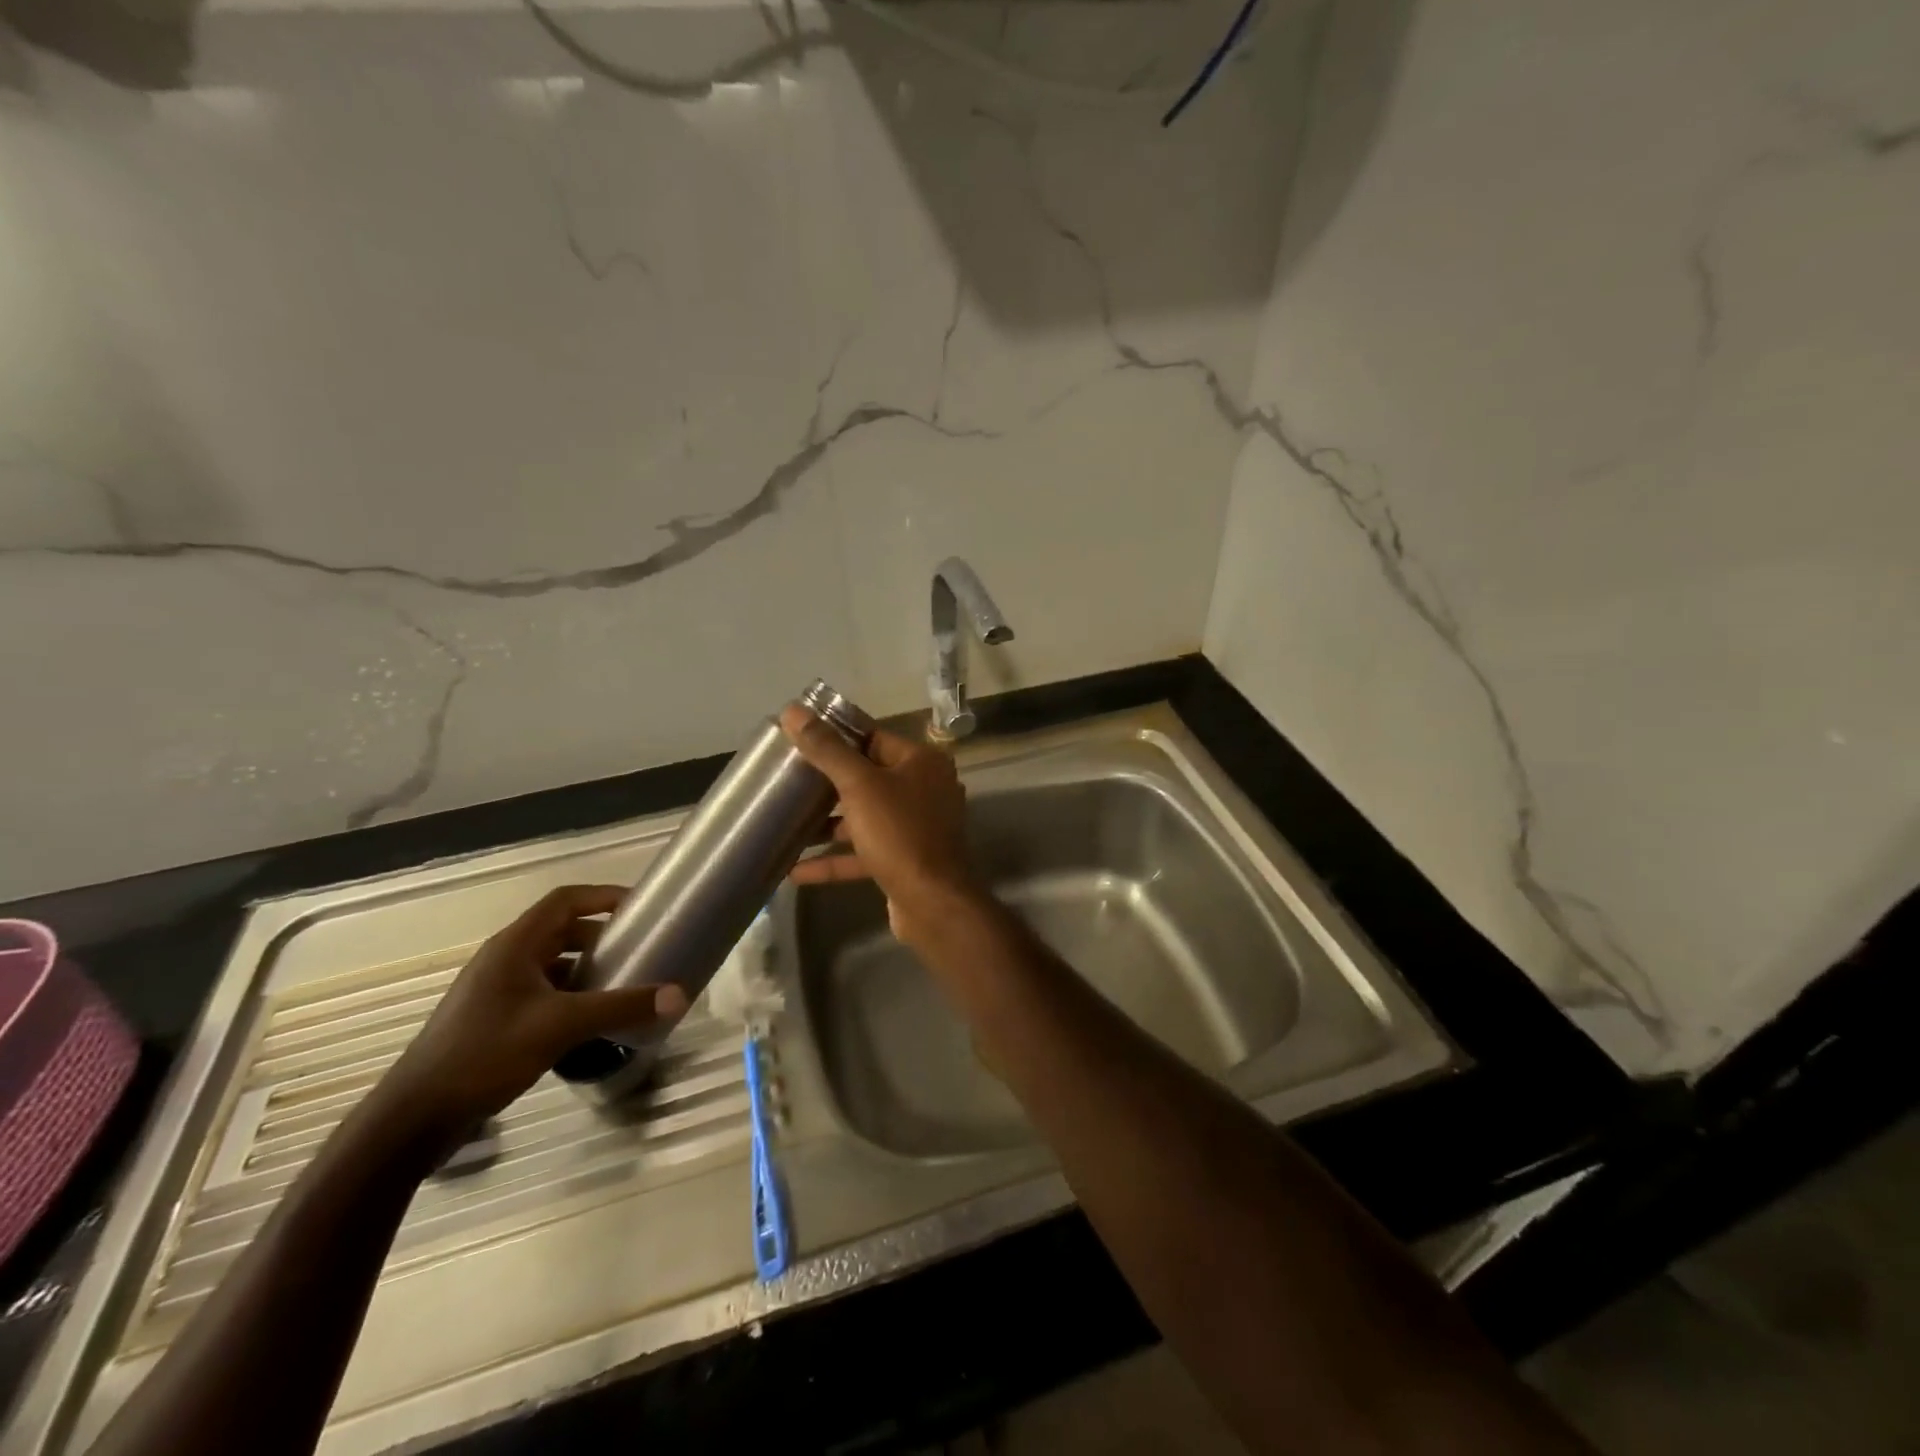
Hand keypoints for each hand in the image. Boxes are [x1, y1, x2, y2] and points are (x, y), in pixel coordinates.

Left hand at [372, 885, 687, 1143]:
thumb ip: (620, 1008)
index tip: (641, 908)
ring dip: (587, 969)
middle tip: (639, 951)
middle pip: (561, 931)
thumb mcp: (561, 1026)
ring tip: (622, 985)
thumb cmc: (485, 1054)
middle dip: (602, 937)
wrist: (414, 1118)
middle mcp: (504, 959)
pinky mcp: (493, 1020)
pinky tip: (590, 1022)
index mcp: (515, 945)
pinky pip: (542, 993)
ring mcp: (495, 991)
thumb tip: (679, 996)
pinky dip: (570, 997)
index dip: (604, 896)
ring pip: (552, 965)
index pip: (566, 900)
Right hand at [780, 705, 983, 945]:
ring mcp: (915, 827)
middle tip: (786, 779)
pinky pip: (864, 853)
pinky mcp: (904, 860)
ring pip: (864, 817)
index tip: (798, 738)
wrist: (933, 903)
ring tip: (785, 823)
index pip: (872, 737)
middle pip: (867, 777)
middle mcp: (923, 789)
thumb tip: (793, 710)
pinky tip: (795, 870)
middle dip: (827, 782)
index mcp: (921, 762)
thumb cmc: (899, 833)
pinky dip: (834, 860)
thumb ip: (826, 749)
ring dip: (828, 824)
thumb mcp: (859, 786)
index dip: (836, 737)